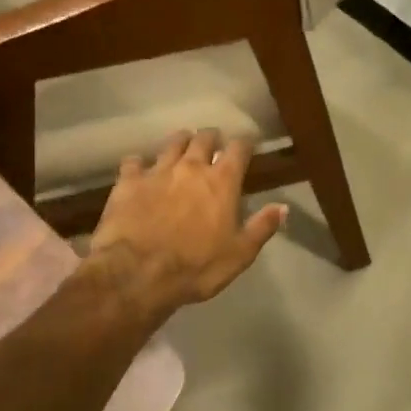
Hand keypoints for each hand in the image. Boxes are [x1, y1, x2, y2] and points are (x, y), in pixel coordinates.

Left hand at [88, 129, 287, 320]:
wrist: (138, 273)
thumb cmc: (196, 267)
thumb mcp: (239, 254)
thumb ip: (262, 227)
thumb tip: (283, 207)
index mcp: (222, 182)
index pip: (239, 149)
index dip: (244, 144)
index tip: (247, 144)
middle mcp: (191, 167)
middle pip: (203, 139)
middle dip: (211, 138)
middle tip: (213, 142)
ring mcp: (157, 171)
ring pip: (171, 144)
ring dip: (180, 142)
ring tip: (182, 145)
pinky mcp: (128, 182)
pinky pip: (133, 162)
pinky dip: (139, 163)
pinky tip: (138, 168)